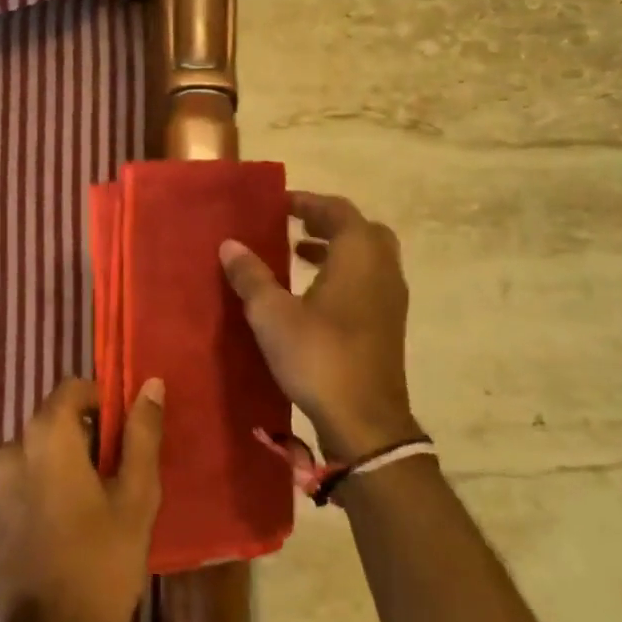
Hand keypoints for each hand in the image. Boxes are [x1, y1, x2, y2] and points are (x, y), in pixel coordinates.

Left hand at [0, 376, 164, 621]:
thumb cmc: (103, 564)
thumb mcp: (136, 497)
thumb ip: (141, 434)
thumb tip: (150, 384)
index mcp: (44, 438)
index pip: (71, 389)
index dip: (101, 400)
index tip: (125, 431)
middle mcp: (8, 451)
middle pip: (52, 421)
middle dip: (85, 435)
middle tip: (117, 474)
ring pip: (37, 452)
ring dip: (64, 462)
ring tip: (95, 502)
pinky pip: (21, 480)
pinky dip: (44, 485)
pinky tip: (68, 524)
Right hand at [220, 191, 422, 464]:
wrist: (365, 420)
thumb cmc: (318, 356)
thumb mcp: (272, 314)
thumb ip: (251, 276)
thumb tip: (230, 244)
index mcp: (359, 255)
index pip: (337, 210)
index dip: (307, 202)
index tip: (278, 204)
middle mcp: (383, 269)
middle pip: (360, 229)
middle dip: (327, 222)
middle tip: (293, 224)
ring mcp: (391, 298)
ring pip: (368, 256)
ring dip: (336, 248)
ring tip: (298, 254)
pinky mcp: (389, 324)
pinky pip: (369, 280)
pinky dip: (344, 273)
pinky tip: (314, 295)